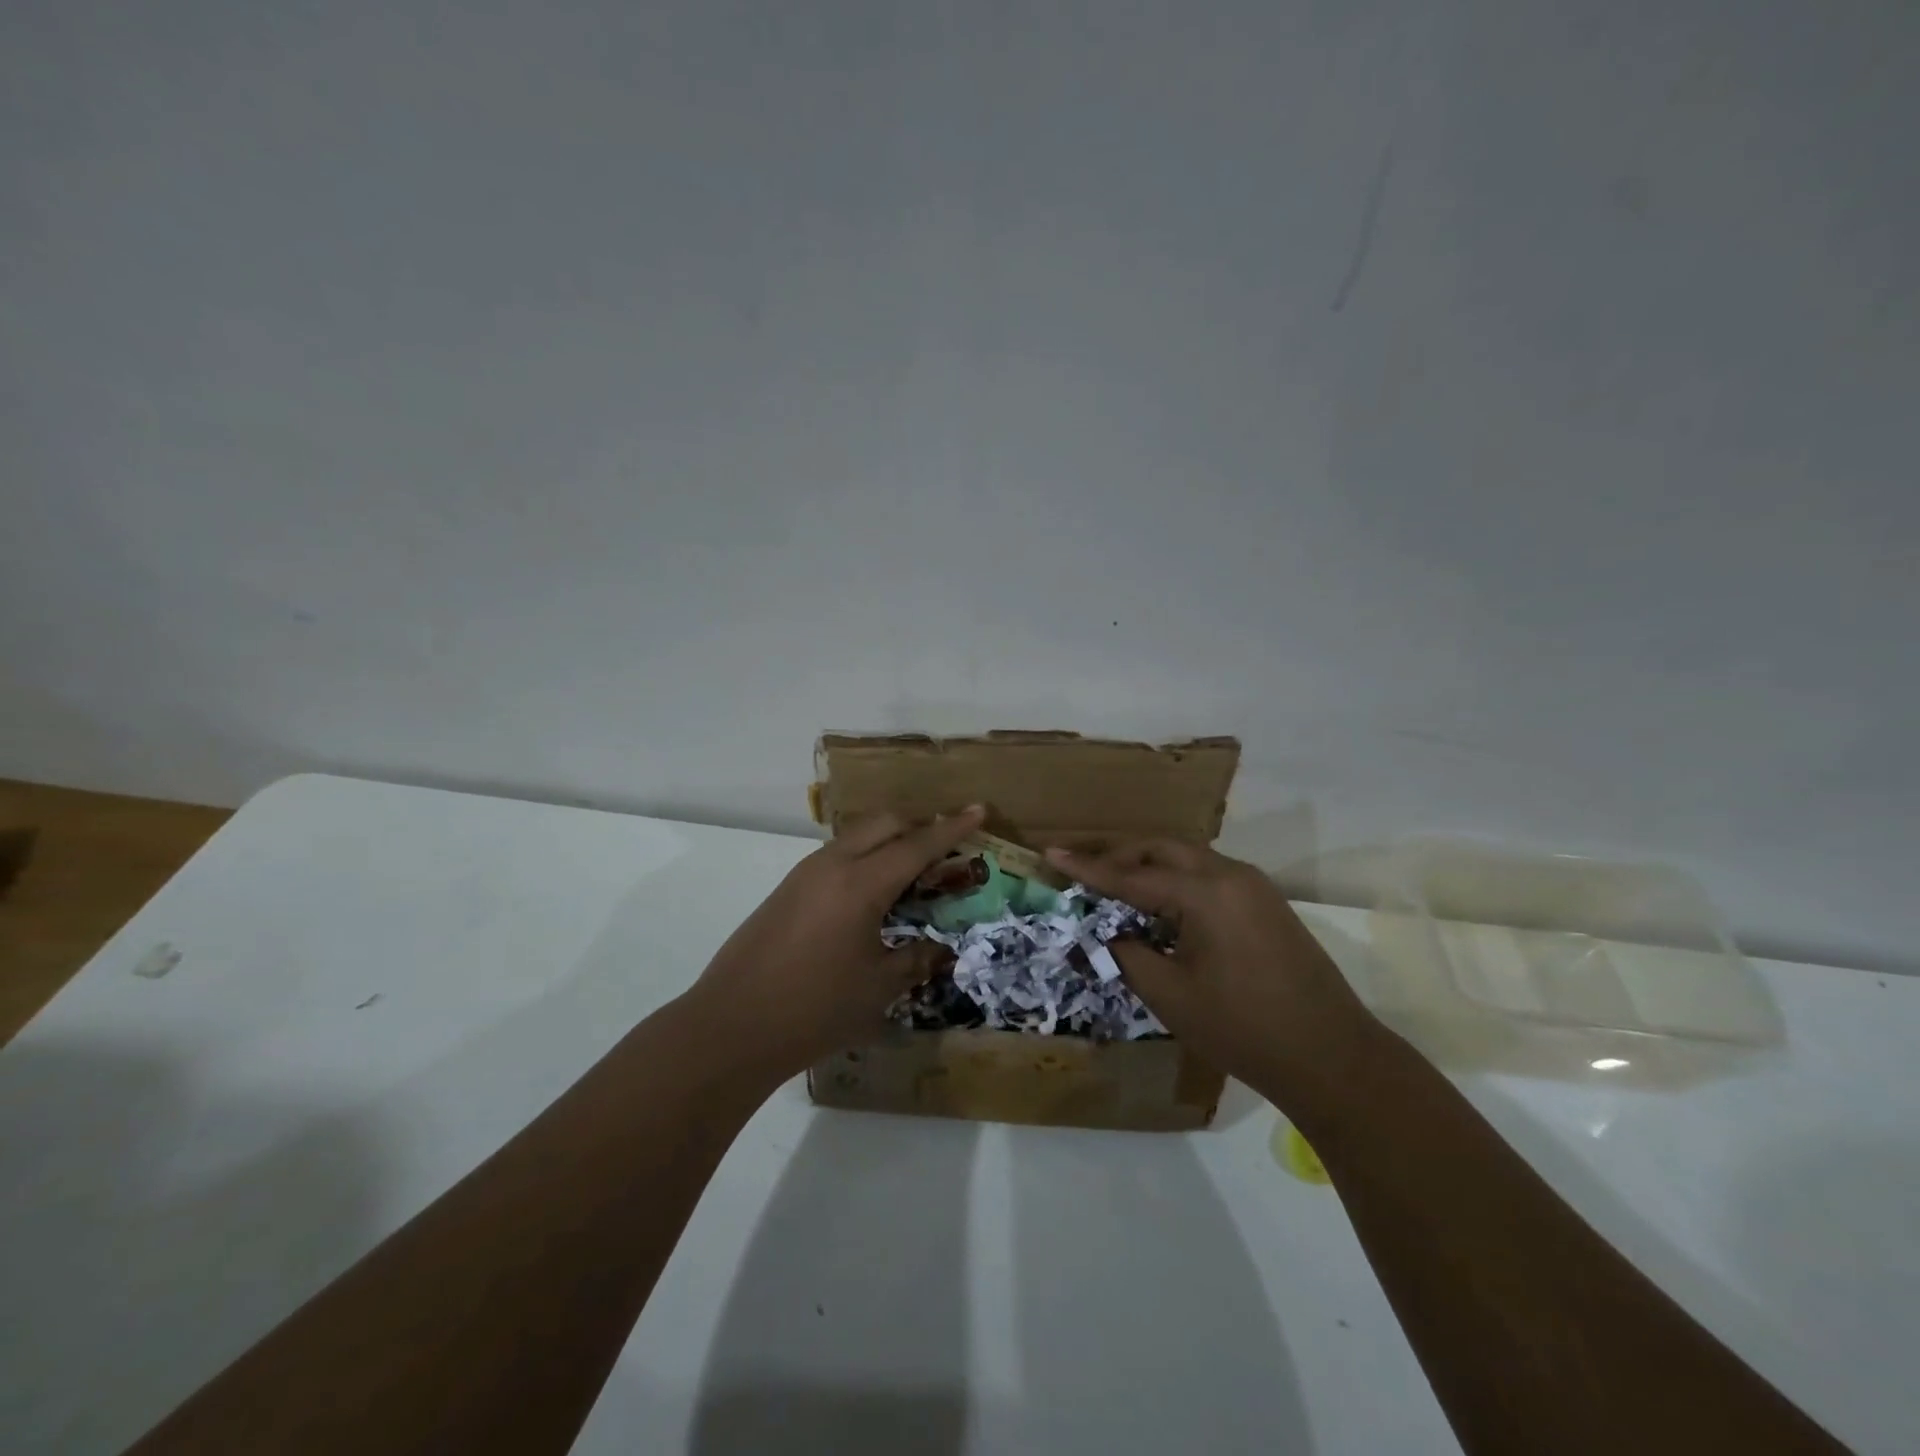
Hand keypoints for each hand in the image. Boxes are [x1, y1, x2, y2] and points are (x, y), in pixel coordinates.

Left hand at [685, 806, 986, 1077]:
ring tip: (912, 870)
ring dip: (889, 841)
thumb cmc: (815, 1009)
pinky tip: (872, 892)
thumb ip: (915, 959)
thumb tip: (939, 948)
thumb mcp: (878, 988)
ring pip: (857, 836)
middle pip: (884, 824)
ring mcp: (804, 874)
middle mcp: (832, 865)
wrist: (731, 1027)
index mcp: (861, 884)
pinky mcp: (787, 889)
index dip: (951, 828)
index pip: (917, 845)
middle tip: (946, 848)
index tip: (978, 809)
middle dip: (919, 826)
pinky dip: (864, 857)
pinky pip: (837, 855)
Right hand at [1046, 838, 1383, 1112]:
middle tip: (1083, 871)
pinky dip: (1176, 880)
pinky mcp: (1266, 902)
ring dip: (1149, 866)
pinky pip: (1208, 874)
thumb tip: (1110, 933)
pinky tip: (1161, 906)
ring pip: (1187, 857)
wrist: (1332, 1056)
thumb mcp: (1170, 995)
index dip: (1087, 867)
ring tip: (1116, 887)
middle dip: (1119, 856)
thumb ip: (1128, 954)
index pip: (1131, 874)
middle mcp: (1229, 874)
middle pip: (1161, 848)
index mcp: (1204, 893)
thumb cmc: (1243, 1028)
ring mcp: (1253, 886)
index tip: (1050, 852)